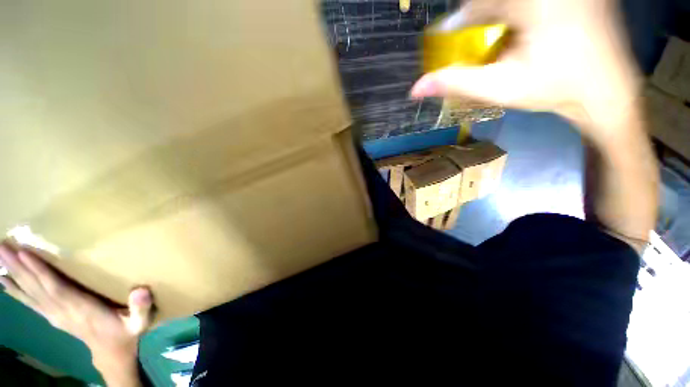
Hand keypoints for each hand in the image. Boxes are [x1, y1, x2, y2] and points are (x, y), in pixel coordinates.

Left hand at [0, 243, 153, 361]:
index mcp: (81, 310)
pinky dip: (16, 292)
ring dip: (14, 276)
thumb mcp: (140, 323)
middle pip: (37, 288)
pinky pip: (31, 302)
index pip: (56, 289)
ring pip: (30, 293)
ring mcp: (55, 314)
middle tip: (0, 248)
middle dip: (18, 268)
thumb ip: (141, 309)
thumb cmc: (126, 332)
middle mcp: (62, 311)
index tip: (23, 253)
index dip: (40, 272)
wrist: (112, 352)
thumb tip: (141, 291)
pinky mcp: (53, 316)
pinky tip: (5, 283)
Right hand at [411, 0, 640, 142]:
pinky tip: (522, 22)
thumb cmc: (555, 90)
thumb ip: (455, 84)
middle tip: (476, 33)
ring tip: (499, 30)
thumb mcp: (500, 89)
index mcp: (533, 2)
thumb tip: (415, 89)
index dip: (460, 19)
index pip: (478, 2)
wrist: (608, 89)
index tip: (452, 36)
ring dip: (496, 7)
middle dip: (479, 11)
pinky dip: (516, 7)